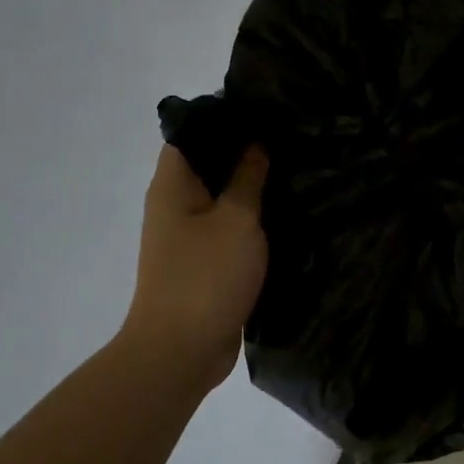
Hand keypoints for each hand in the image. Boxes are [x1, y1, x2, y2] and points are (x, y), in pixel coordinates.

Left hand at [123, 144, 269, 393]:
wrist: (182, 350)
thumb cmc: (207, 275)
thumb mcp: (236, 219)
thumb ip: (247, 179)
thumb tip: (254, 144)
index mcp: (172, 187)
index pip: (189, 136)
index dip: (221, 120)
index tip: (261, 113)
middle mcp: (173, 206)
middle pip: (206, 167)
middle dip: (243, 154)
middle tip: (287, 140)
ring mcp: (186, 238)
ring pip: (219, 200)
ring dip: (249, 189)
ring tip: (291, 171)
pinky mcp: (203, 264)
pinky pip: (227, 230)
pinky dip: (249, 221)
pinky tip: (282, 215)